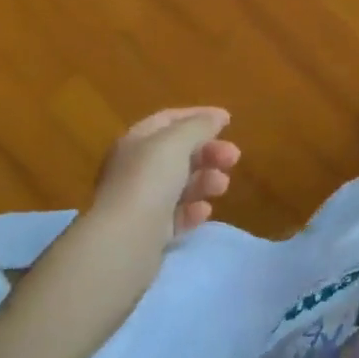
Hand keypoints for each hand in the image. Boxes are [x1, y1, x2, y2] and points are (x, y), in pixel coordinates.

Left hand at [91, 107, 239, 244]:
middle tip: (234, 158)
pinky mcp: (148, 232)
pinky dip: (193, 210)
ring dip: (205, 180)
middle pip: (178, 153)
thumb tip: (217, 117)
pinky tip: (204, 211)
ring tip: (222, 186)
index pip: (168, 120)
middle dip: (208, 152)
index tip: (228, 121)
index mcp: (135, 141)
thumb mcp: (177, 142)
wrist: (125, 241)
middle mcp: (134, 168)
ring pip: (180, 184)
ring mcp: (140, 201)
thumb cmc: (149, 180)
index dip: (198, 116)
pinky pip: (176, 215)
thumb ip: (199, 125)